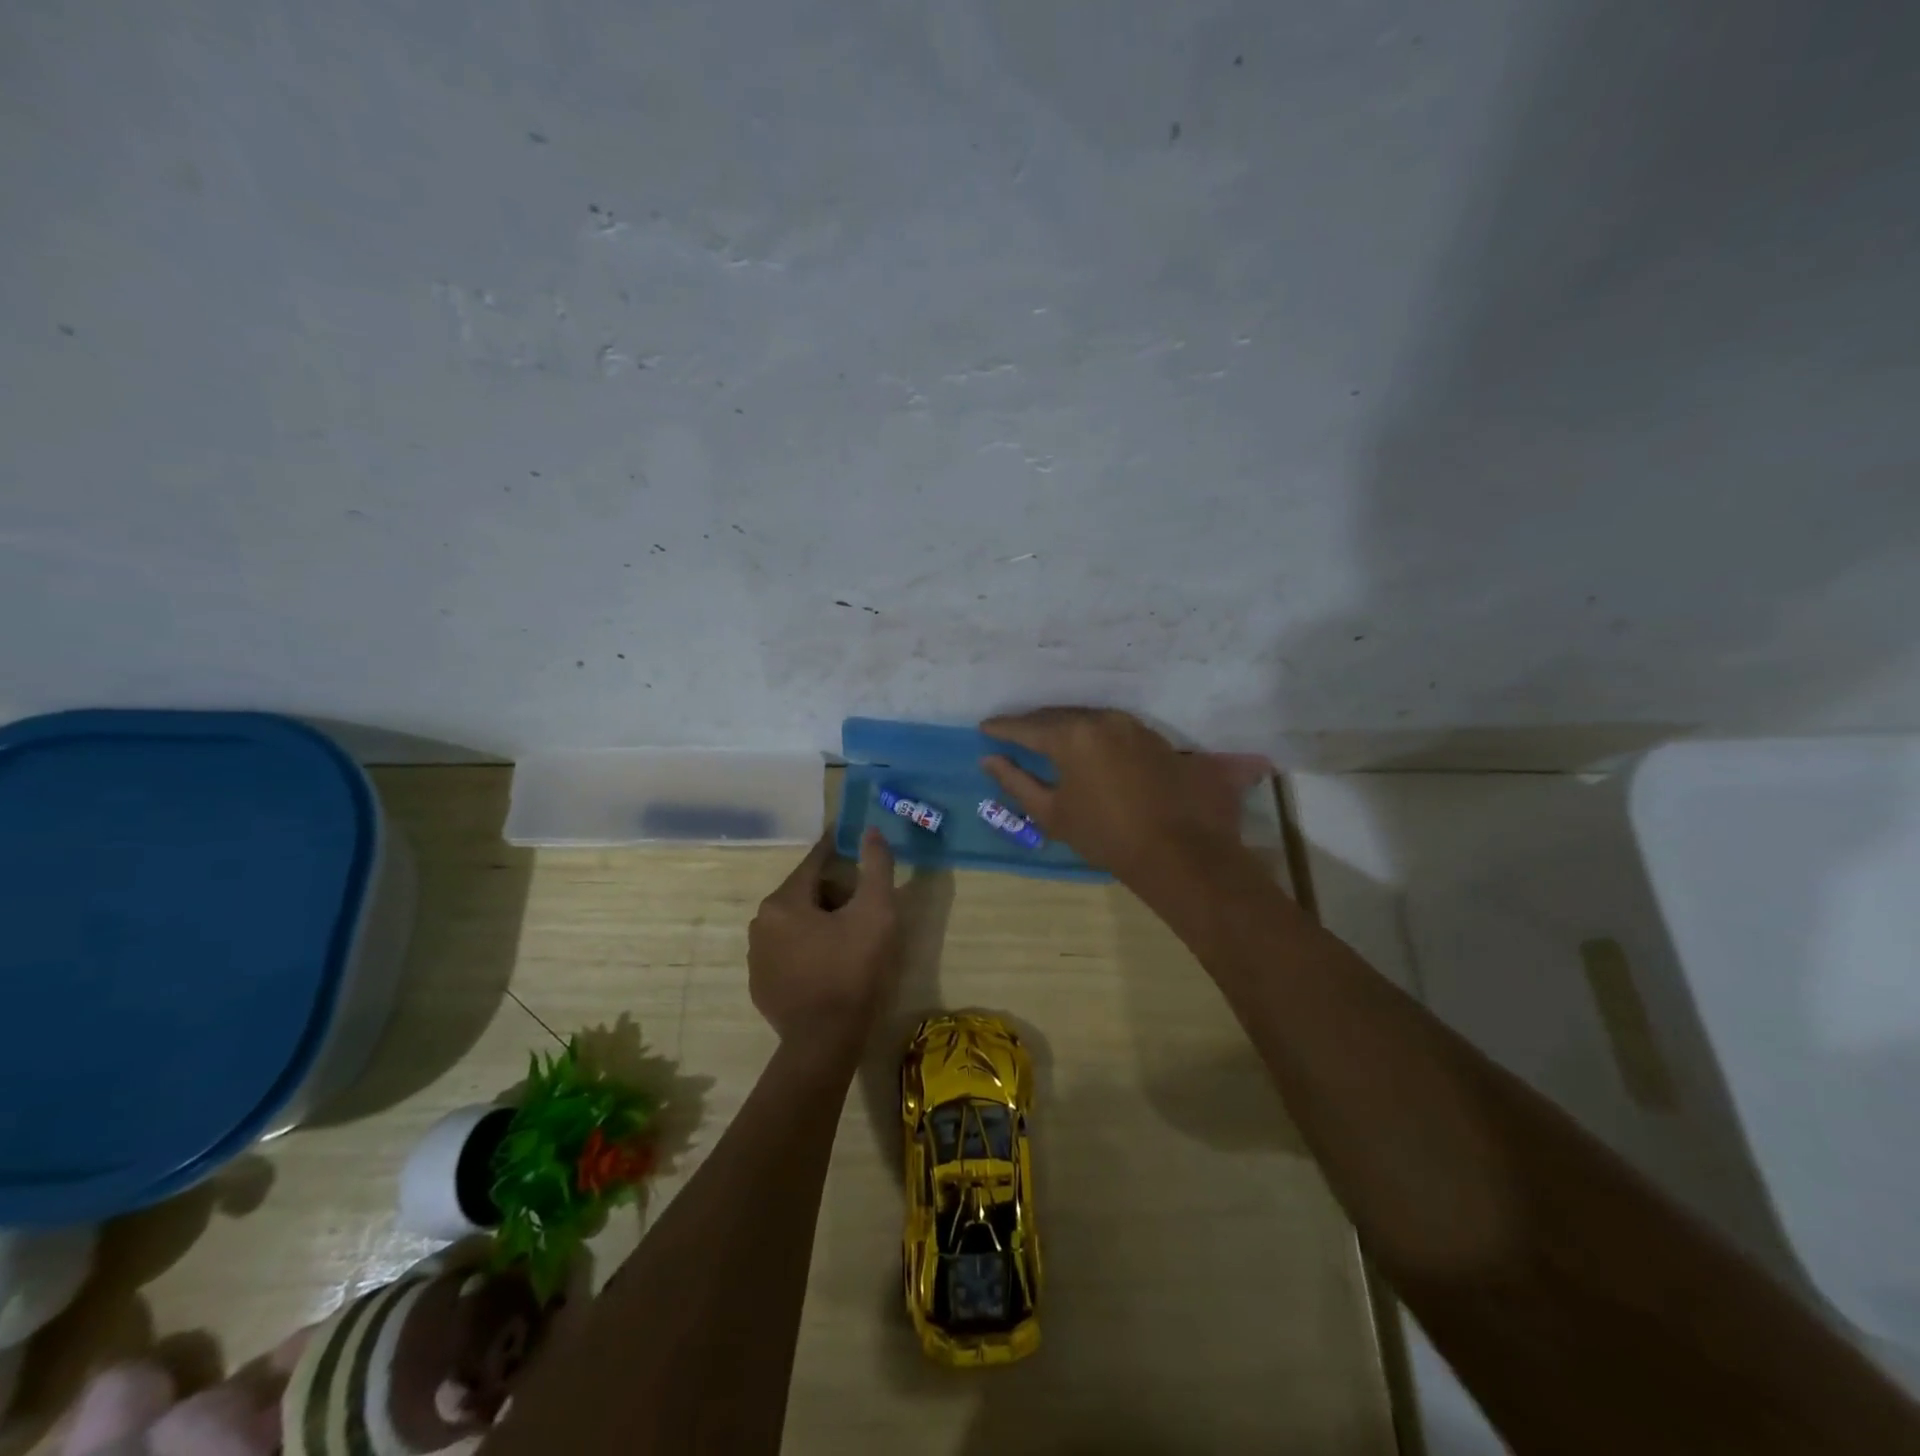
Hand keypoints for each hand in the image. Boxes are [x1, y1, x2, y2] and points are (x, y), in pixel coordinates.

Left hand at [748, 830, 899, 1048]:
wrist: (826, 1042)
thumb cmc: (853, 970)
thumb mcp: (877, 912)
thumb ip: (876, 866)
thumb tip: (869, 830)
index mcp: (783, 902)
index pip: (814, 863)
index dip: (838, 851)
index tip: (854, 843)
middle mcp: (761, 924)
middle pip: (805, 893)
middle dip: (835, 893)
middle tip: (865, 907)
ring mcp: (757, 958)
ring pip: (795, 924)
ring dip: (821, 922)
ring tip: (852, 939)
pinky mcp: (761, 986)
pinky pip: (788, 953)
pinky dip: (808, 950)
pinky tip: (831, 966)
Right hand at [980, 708, 1265, 879]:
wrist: (1178, 850)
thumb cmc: (1106, 835)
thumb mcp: (1052, 813)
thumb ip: (1016, 782)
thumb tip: (990, 760)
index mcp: (1071, 736)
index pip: (1027, 727)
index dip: (1002, 728)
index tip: (984, 728)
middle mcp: (1101, 720)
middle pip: (1057, 716)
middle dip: (1032, 724)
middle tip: (1011, 733)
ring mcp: (1131, 725)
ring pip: (1085, 718)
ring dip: (1062, 726)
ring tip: (1045, 738)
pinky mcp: (1152, 736)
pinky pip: (1109, 726)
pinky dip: (1090, 733)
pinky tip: (1084, 746)